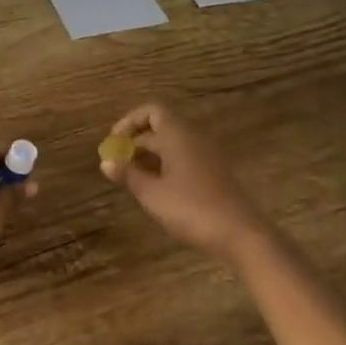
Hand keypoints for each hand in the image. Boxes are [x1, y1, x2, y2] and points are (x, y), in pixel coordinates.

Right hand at [100, 103, 273, 260]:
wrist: (240, 234)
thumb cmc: (191, 208)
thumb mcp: (152, 193)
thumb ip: (128, 175)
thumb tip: (106, 162)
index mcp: (178, 135)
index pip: (152, 111)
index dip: (130, 121)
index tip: (114, 141)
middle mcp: (193, 139)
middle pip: (160, 128)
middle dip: (135, 142)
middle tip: (116, 163)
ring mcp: (206, 156)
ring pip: (172, 145)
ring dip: (149, 155)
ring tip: (131, 177)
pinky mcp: (213, 174)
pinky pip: (184, 158)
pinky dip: (165, 166)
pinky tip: (155, 188)